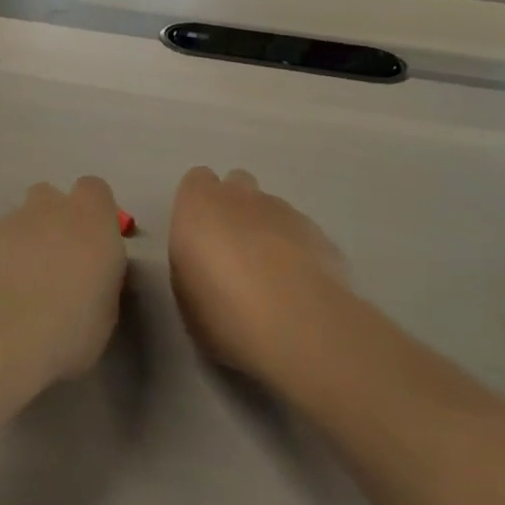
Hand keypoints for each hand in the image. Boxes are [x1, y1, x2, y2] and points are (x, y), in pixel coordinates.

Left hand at [0, 177, 126, 393]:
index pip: (95, 191)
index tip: (97, 246)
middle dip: (55, 220)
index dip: (96, 214)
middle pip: (51, 197)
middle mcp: (50, 209)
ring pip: (21, 220)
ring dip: (27, 241)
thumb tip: (91, 276)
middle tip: (60, 262)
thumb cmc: (69, 329)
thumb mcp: (107, 311)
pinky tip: (1, 295)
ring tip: (27, 286)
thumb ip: (101, 278)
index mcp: (91, 219)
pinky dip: (1, 260)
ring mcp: (9, 224)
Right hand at [168, 167, 349, 383]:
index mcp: (200, 204)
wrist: (295, 324)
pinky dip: (297, 252)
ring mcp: (285, 211)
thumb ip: (191, 261)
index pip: (197, 181)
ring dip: (267, 232)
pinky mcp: (320, 234)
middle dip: (235, 209)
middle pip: (237, 185)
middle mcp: (242, 196)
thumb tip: (203, 261)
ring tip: (269, 278)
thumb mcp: (184, 292)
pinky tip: (298, 288)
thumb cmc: (221, 310)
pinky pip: (301, 233)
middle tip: (233, 254)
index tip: (199, 237)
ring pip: (272, 209)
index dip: (199, 205)